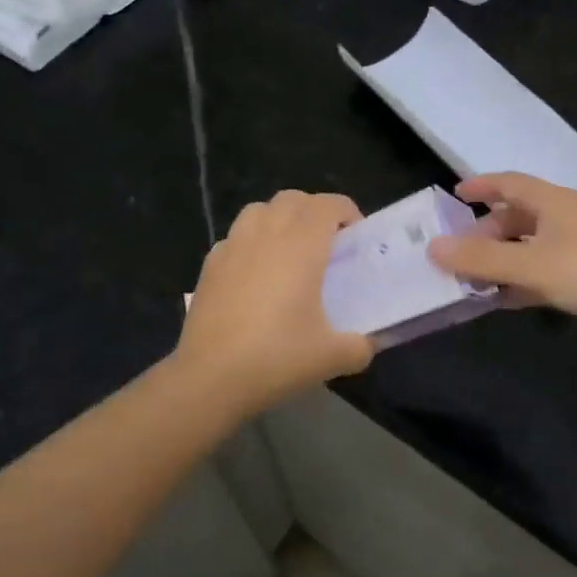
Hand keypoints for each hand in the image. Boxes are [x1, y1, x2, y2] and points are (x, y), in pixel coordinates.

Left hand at [173, 190, 373, 414]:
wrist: (211, 377)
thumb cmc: (277, 357)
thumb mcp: (331, 357)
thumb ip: (359, 346)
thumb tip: (366, 344)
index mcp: (301, 245)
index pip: (328, 205)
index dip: (347, 212)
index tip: (356, 236)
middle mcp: (267, 234)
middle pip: (293, 199)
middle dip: (314, 210)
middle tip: (327, 242)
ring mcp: (233, 245)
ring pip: (259, 210)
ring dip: (279, 218)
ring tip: (289, 249)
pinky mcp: (210, 264)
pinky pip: (235, 237)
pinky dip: (251, 242)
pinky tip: (254, 273)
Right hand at [427, 173, 576, 352]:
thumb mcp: (530, 265)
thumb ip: (481, 258)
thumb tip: (433, 246)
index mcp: (554, 202)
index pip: (510, 183)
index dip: (481, 186)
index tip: (454, 194)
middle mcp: (567, 217)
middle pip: (518, 216)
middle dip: (487, 232)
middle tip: (459, 252)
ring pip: (531, 246)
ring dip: (503, 259)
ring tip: (474, 279)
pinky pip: (546, 271)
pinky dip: (523, 280)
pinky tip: (507, 300)